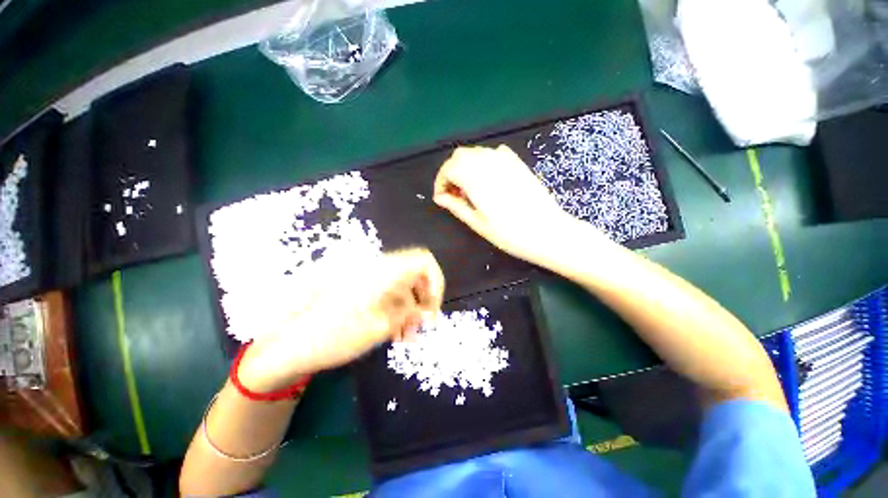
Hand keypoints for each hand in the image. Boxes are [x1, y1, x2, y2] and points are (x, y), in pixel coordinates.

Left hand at [238, 248, 444, 391]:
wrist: (290, 344)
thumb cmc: (334, 335)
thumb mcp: (378, 327)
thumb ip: (409, 315)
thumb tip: (428, 312)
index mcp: (383, 272)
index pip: (423, 261)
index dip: (436, 281)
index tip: (433, 308)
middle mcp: (379, 270)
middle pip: (415, 275)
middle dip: (424, 300)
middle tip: (423, 327)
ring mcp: (370, 280)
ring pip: (404, 288)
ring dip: (411, 310)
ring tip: (407, 337)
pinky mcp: (363, 290)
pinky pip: (390, 296)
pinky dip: (397, 312)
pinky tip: (395, 333)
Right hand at [434, 145, 576, 265]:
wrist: (547, 231)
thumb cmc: (509, 233)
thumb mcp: (477, 223)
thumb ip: (456, 206)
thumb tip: (439, 198)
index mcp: (475, 177)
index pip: (448, 168)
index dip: (440, 182)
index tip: (442, 198)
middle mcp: (488, 162)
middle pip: (460, 156)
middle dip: (452, 172)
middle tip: (455, 194)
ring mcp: (505, 159)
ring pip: (476, 153)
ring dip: (466, 167)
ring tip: (471, 190)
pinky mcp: (518, 162)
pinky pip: (493, 153)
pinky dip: (484, 162)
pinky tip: (489, 180)